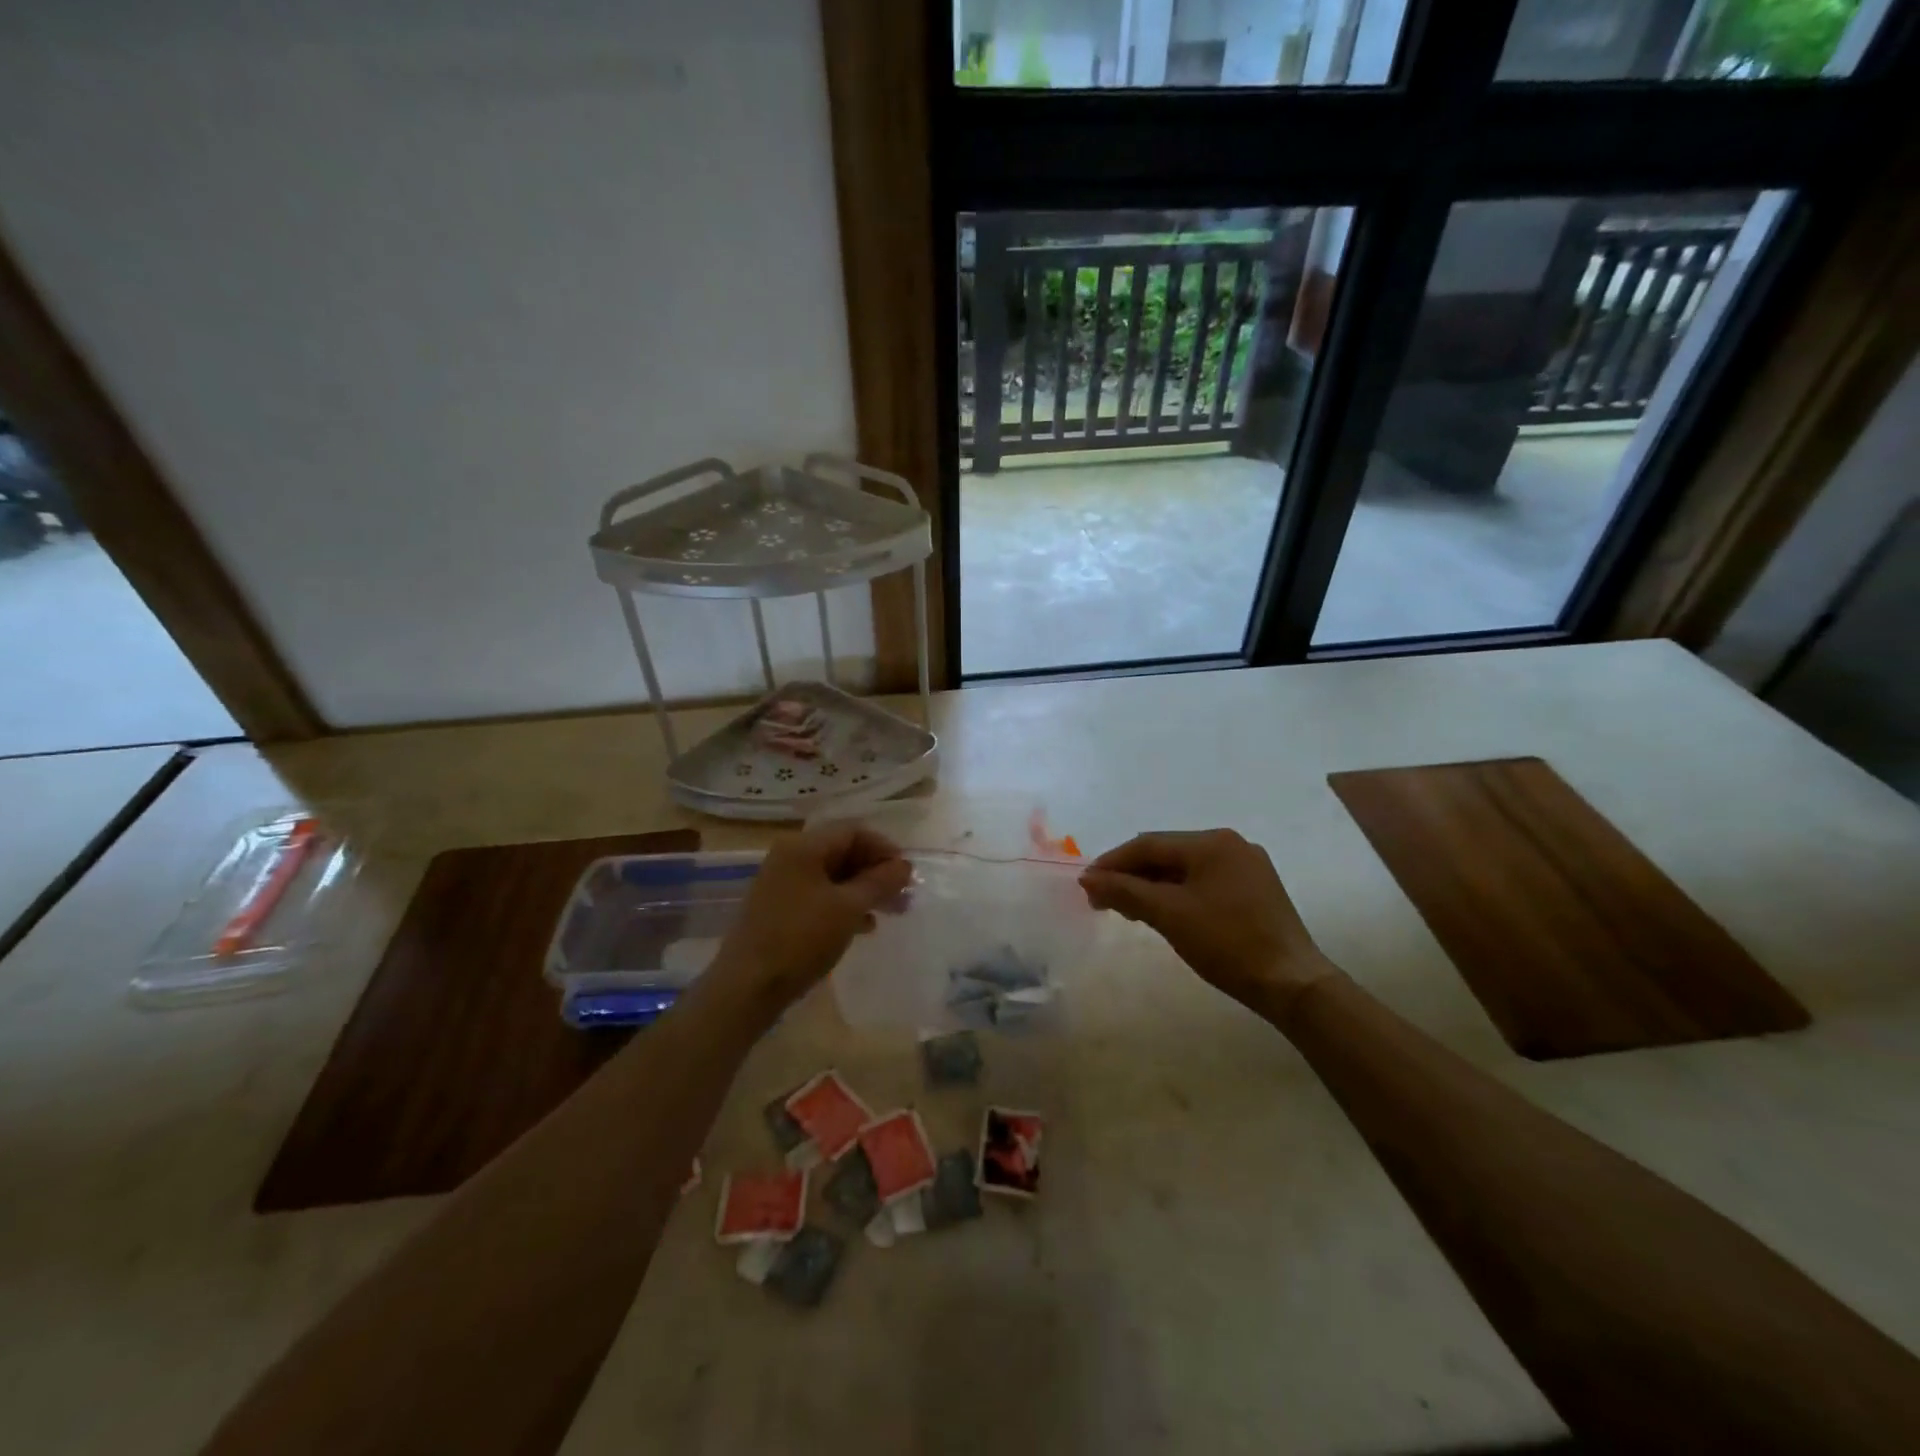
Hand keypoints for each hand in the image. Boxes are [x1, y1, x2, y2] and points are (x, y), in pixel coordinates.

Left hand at [712, 823, 911, 1013]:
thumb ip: (880, 882)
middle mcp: (790, 857)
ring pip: (833, 877)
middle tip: (904, 896)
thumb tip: (904, 866)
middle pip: (843, 852)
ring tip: (891, 912)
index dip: (885, 849)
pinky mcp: (780, 909)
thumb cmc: (801, 939)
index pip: (853, 831)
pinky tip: (864, 926)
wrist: (747, 987)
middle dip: (877, 872)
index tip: (907, 875)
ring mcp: (782, 883)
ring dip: (864, 890)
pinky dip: (845, 905)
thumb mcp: (848, 908)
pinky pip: (820, 896)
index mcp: (803, 846)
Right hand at [1079, 830, 1336, 1009]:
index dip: (1112, 863)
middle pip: (1166, 854)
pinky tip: (1163, 913)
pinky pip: (1204, 883)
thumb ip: (1125, 891)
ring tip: (1127, 910)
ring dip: (1152, 886)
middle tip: (1103, 901)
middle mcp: (1230, 845)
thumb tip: (1088, 878)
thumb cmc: (1227, 943)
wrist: (1292, 984)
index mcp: (1212, 842)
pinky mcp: (1255, 890)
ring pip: (1184, 869)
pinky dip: (1177, 894)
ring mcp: (1246, 867)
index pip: (1148, 844)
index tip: (1086, 885)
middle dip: (1131, 876)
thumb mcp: (1169, 915)